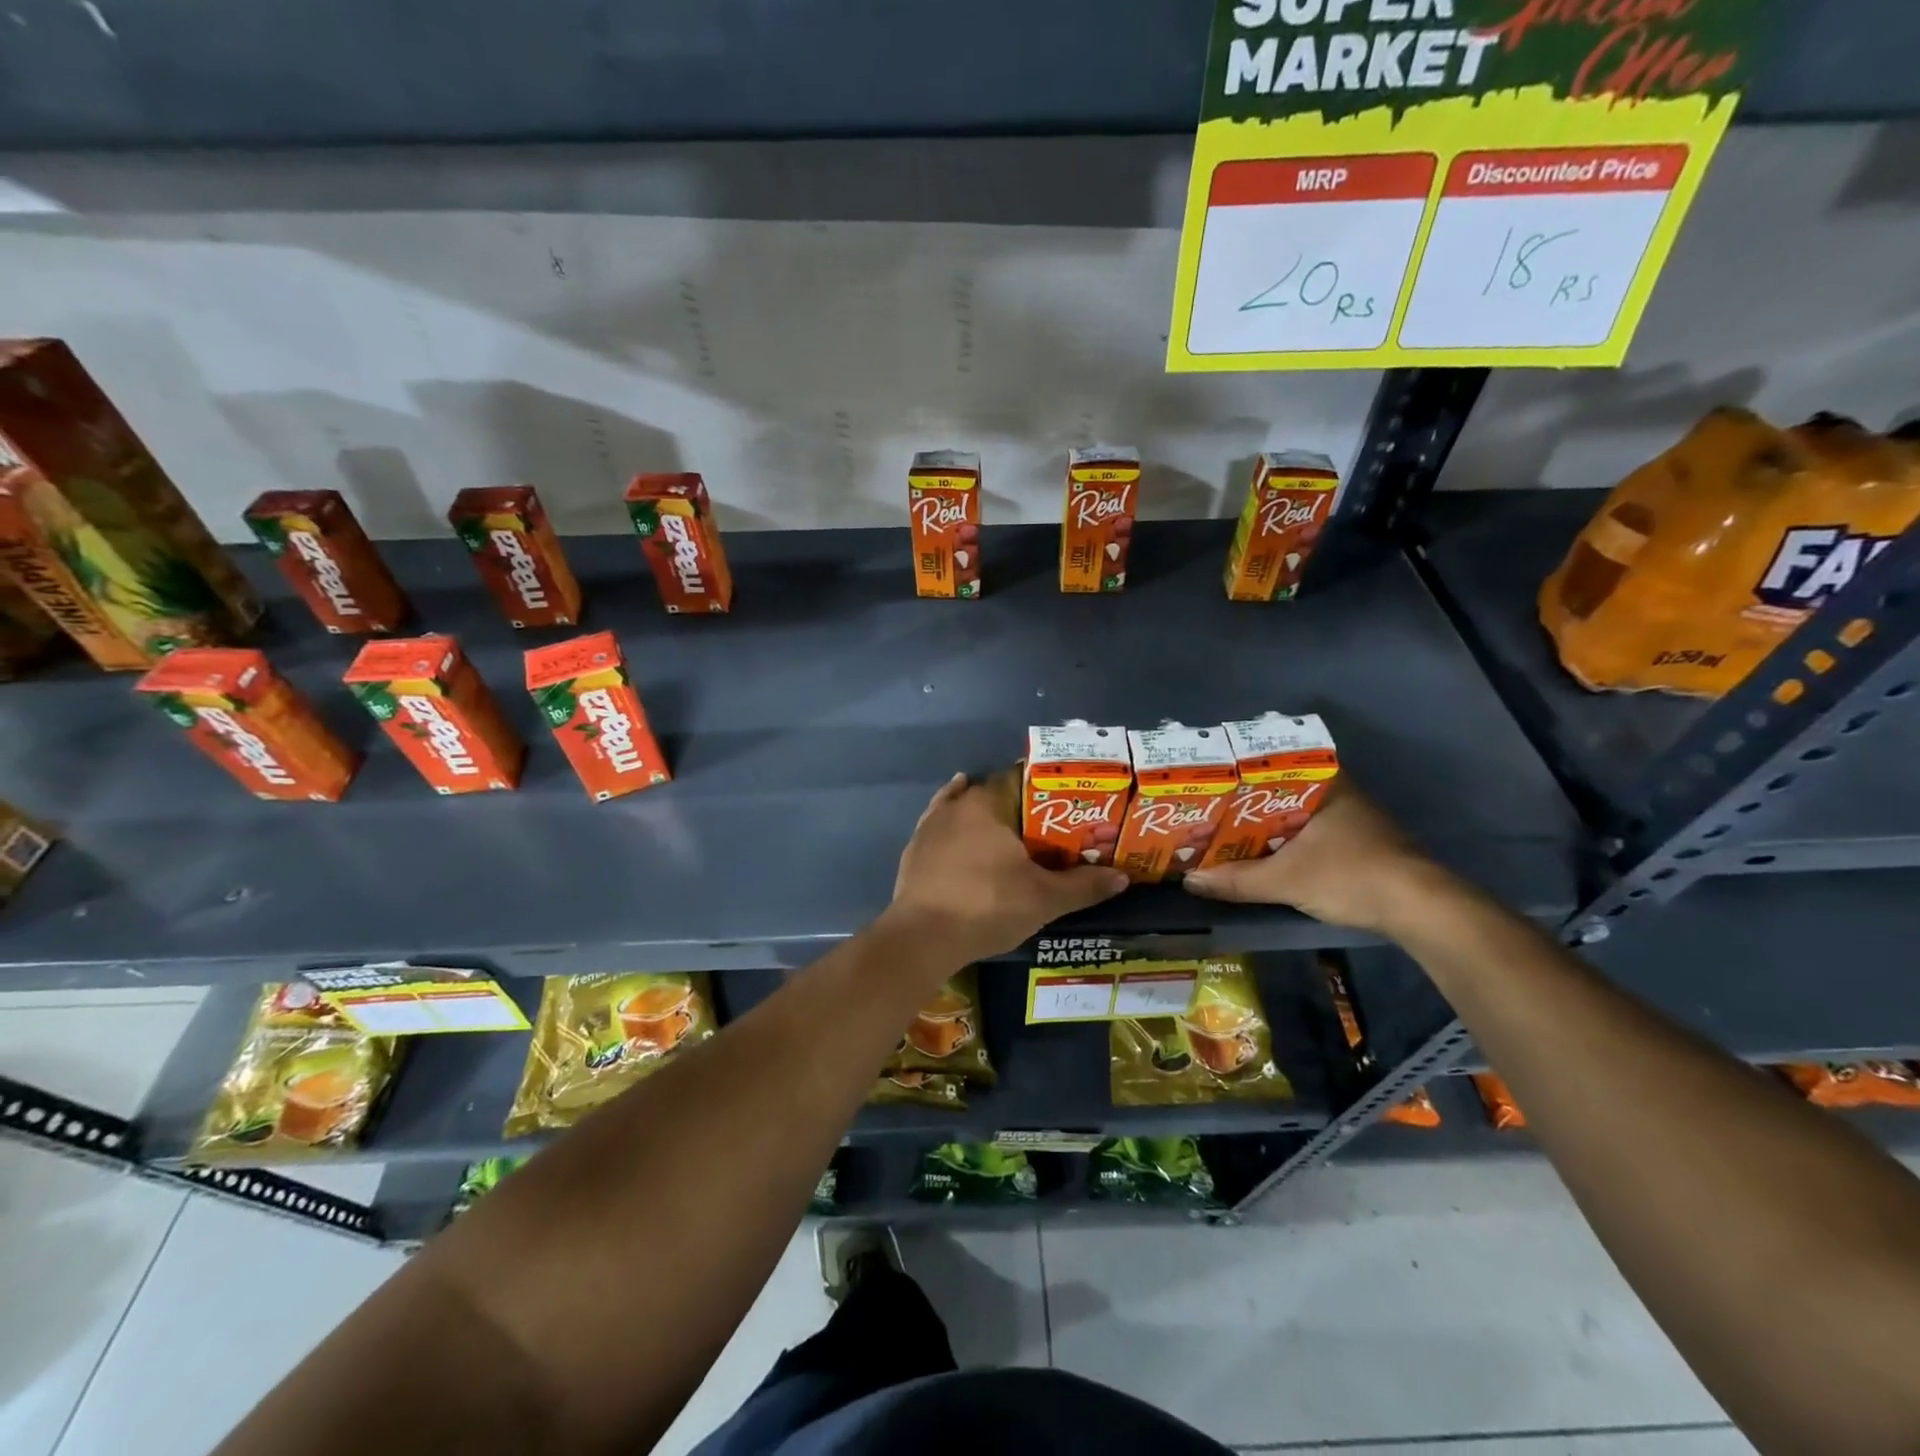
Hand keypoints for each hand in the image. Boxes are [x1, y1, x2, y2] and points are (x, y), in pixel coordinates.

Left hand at [888, 773, 1128, 962]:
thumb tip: (1123, 877)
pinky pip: (940, 827)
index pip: (1021, 777)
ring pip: (964, 807)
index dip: (1046, 787)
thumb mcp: (1044, 899)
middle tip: (1047, 824)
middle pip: (995, 793)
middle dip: (1020, 805)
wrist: (923, 938)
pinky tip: (961, 828)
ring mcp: (931, 825)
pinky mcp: (915, 849)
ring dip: (986, 814)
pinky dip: (954, 826)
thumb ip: (1084, 885)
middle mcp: (957, 804)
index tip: (1067, 801)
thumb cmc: (987, 906)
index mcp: (988, 802)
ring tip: (1011, 828)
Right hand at [1182, 784, 1454, 935]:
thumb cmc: (1350, 875)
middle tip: (1211, 810)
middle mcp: (1340, 793)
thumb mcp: (1285, 880)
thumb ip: (1237, 880)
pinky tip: (1266, 854)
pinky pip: (1312, 833)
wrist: (1420, 909)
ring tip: (1228, 833)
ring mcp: (1354, 819)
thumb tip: (1190, 881)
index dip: (1240, 773)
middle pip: (1282, 791)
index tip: (1212, 781)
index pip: (1274, 764)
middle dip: (1248, 802)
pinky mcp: (1362, 845)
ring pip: (1298, 814)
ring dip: (1268, 825)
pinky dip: (1288, 841)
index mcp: (1325, 784)